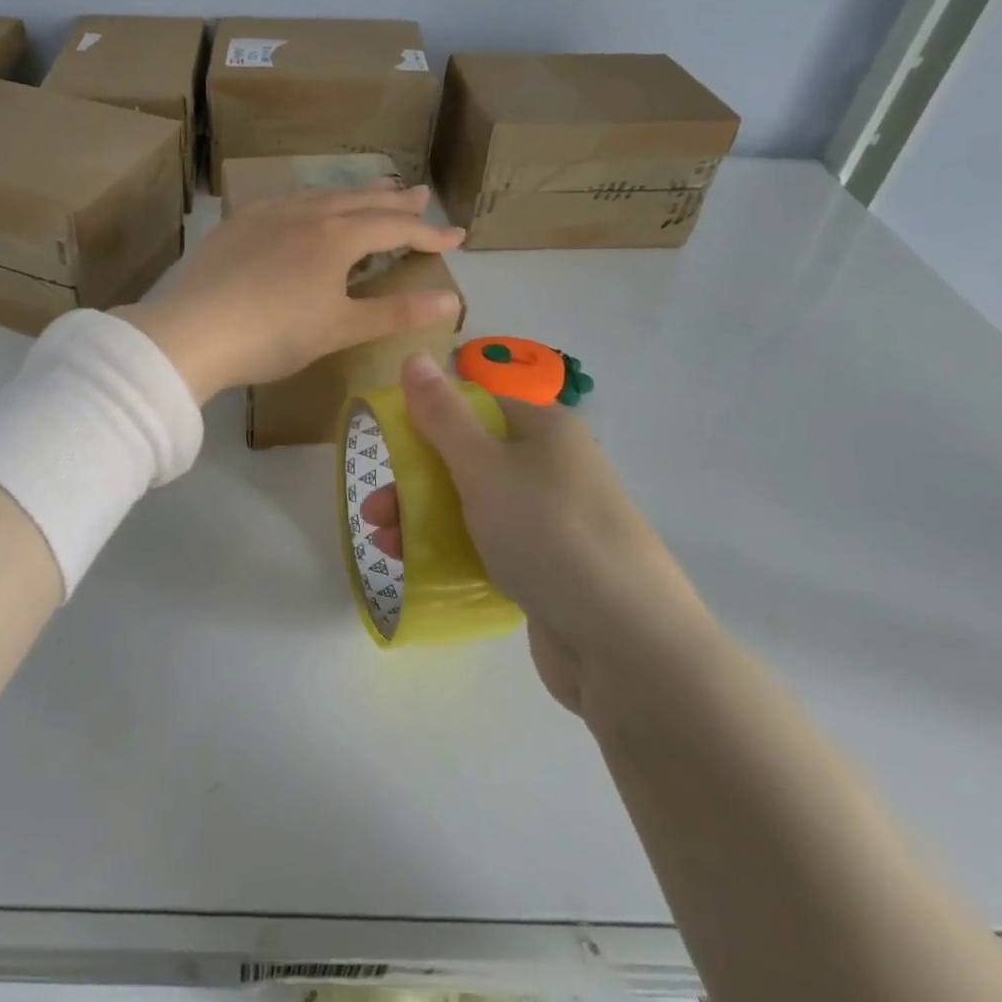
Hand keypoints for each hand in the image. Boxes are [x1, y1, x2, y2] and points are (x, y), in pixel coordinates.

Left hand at [116, 183, 463, 404]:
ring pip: (321, 195)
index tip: (457, 237)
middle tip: (421, 193)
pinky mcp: (237, 224)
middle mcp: (306, 213)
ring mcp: (267, 214)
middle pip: (360, 200)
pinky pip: (286, 201)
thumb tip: (451, 299)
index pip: (395, 227)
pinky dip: (311, 201)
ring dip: (353, 194)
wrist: (192, 332)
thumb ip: (395, 312)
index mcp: (336, 237)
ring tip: (374, 190)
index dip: (429, 233)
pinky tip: (306, 207)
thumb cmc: (274, 335)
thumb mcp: (340, 328)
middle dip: (395, 200)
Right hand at [378, 353, 705, 714]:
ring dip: (424, 518)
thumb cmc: (548, 533)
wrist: (628, 644)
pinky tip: (419, 567)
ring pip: (475, 504)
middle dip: (414, 481)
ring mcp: (553, 519)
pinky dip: (454, 550)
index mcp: (543, 428)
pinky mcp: (550, 566)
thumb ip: (442, 415)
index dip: (426, 418)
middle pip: (468, 457)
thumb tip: (414, 356)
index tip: (385, 447)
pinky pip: (491, 545)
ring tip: (385, 546)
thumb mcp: (484, 466)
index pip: (475, 404)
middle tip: (374, 512)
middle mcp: (551, 465)